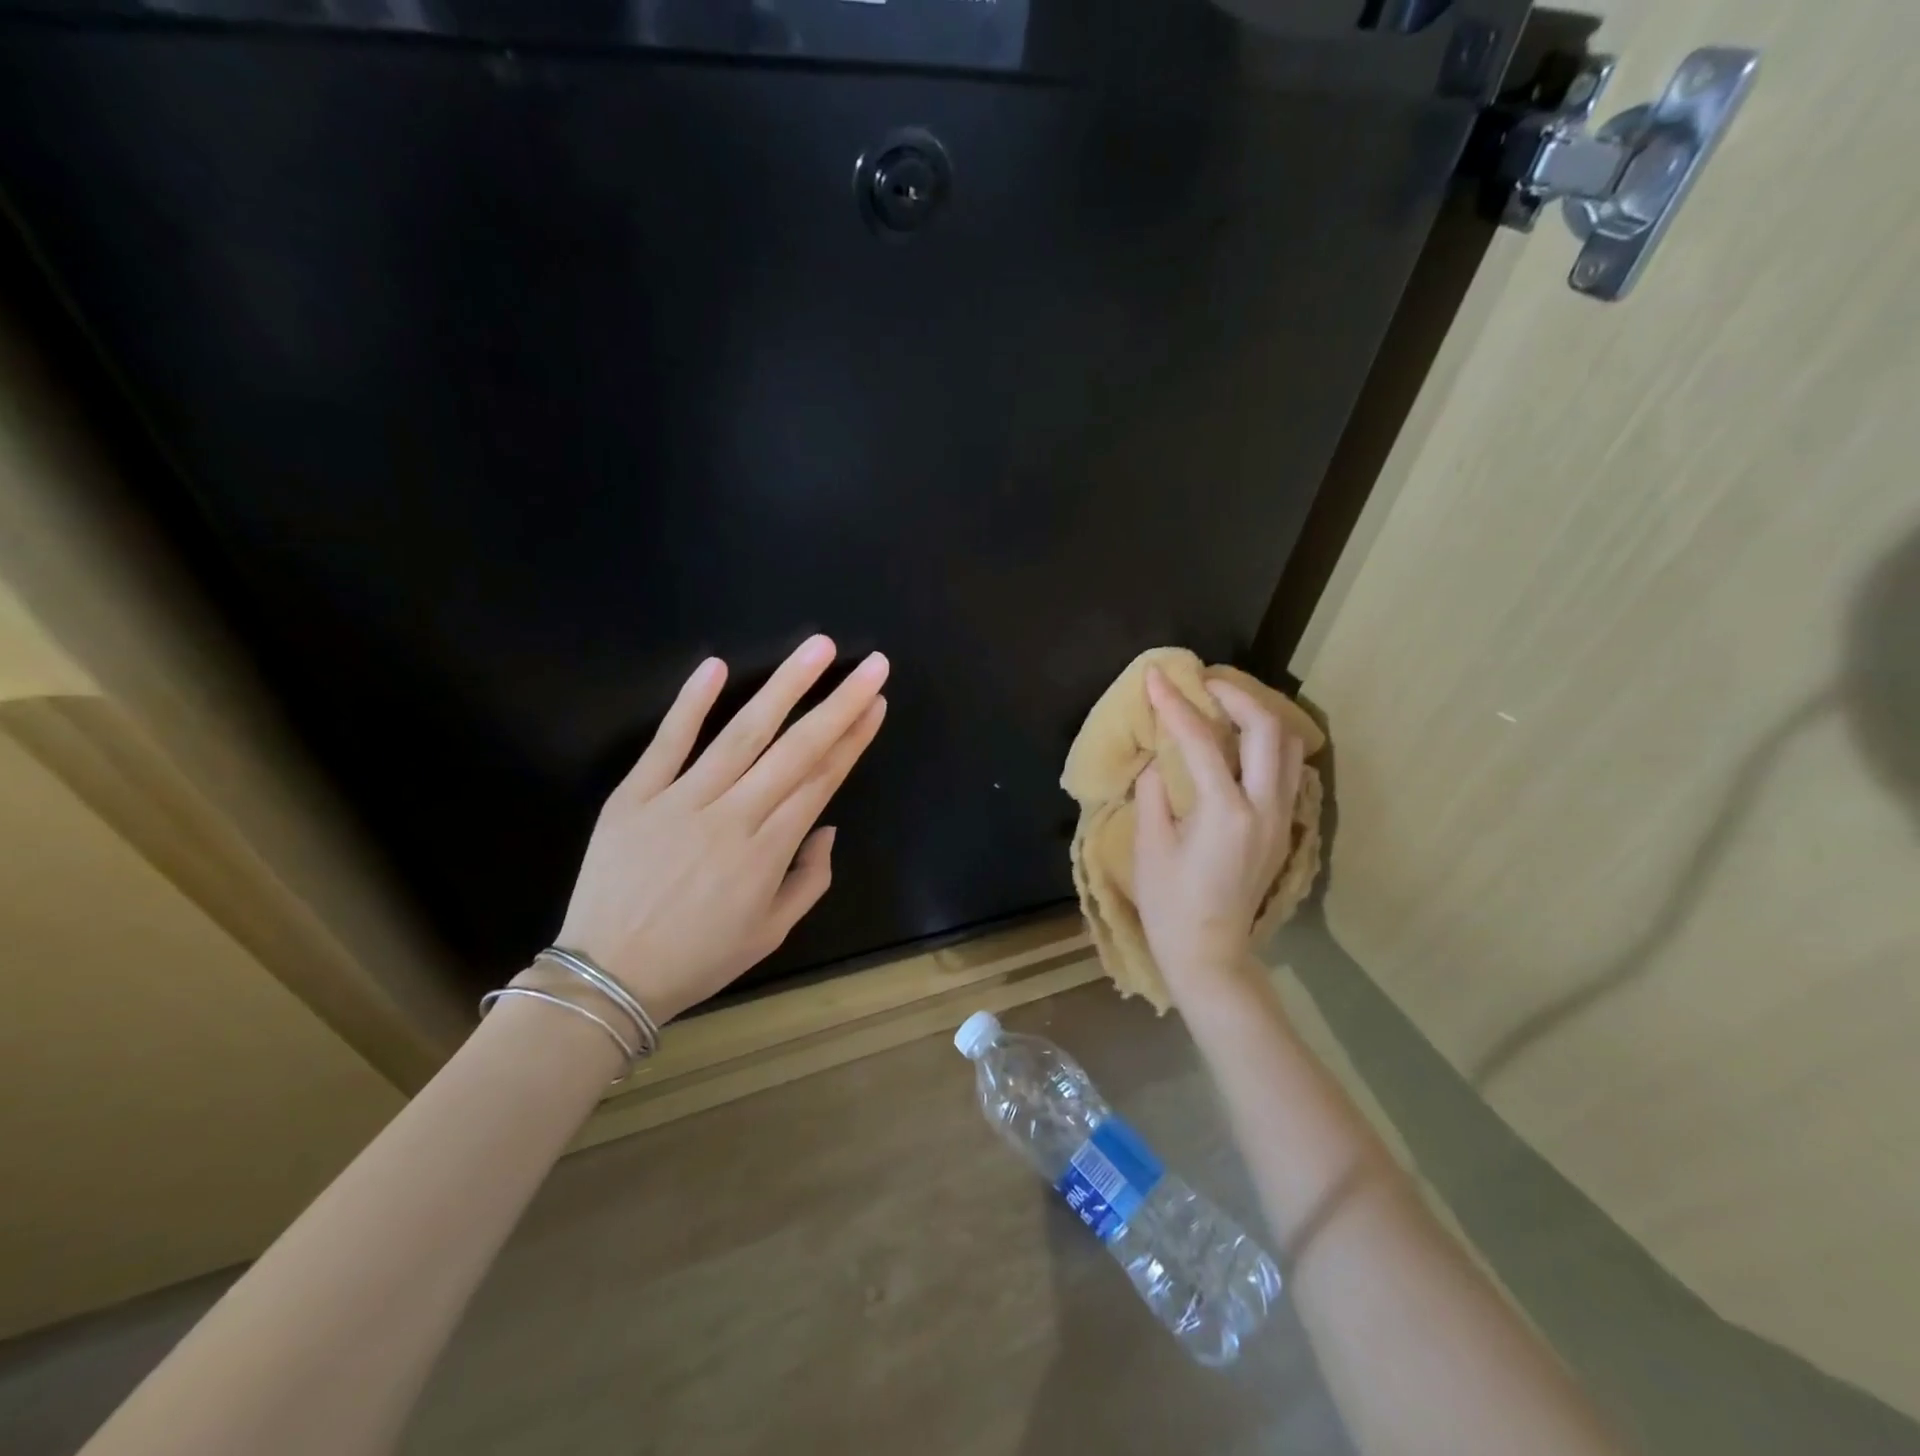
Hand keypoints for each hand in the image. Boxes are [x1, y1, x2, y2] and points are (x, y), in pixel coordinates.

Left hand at [549, 635, 887, 1021]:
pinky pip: (667, 742)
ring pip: (742, 734)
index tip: (876, 702)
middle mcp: (733, 817)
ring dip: (783, 687)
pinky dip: (690, 703)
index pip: (821, 780)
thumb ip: (810, 880)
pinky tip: (716, 666)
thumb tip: (826, 827)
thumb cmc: (697, 958)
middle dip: (839, 702)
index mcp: (768, 852)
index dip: (853, 738)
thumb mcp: (770, 933)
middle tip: (872, 663)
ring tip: (817, 649)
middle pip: (796, 749)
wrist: (606, 978)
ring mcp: (681, 800)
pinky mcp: (634, 795)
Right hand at [1133, 665, 1305, 1006]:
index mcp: (1224, 812)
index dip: (1175, 704)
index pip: (1202, 740)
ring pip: (1288, 747)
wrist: (1209, 953)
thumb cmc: (1170, 905)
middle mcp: (1264, 807)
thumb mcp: (1149, 846)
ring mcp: (1281, 818)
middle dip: (1236, 696)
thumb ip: (1154, 792)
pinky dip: (1266, 744)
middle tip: (1203, 684)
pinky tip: (1238, 744)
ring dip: (1258, 716)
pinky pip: (1286, 769)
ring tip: (1223, 706)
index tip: (1156, 677)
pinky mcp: (1283, 828)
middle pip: (1268, 730)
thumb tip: (1158, 759)